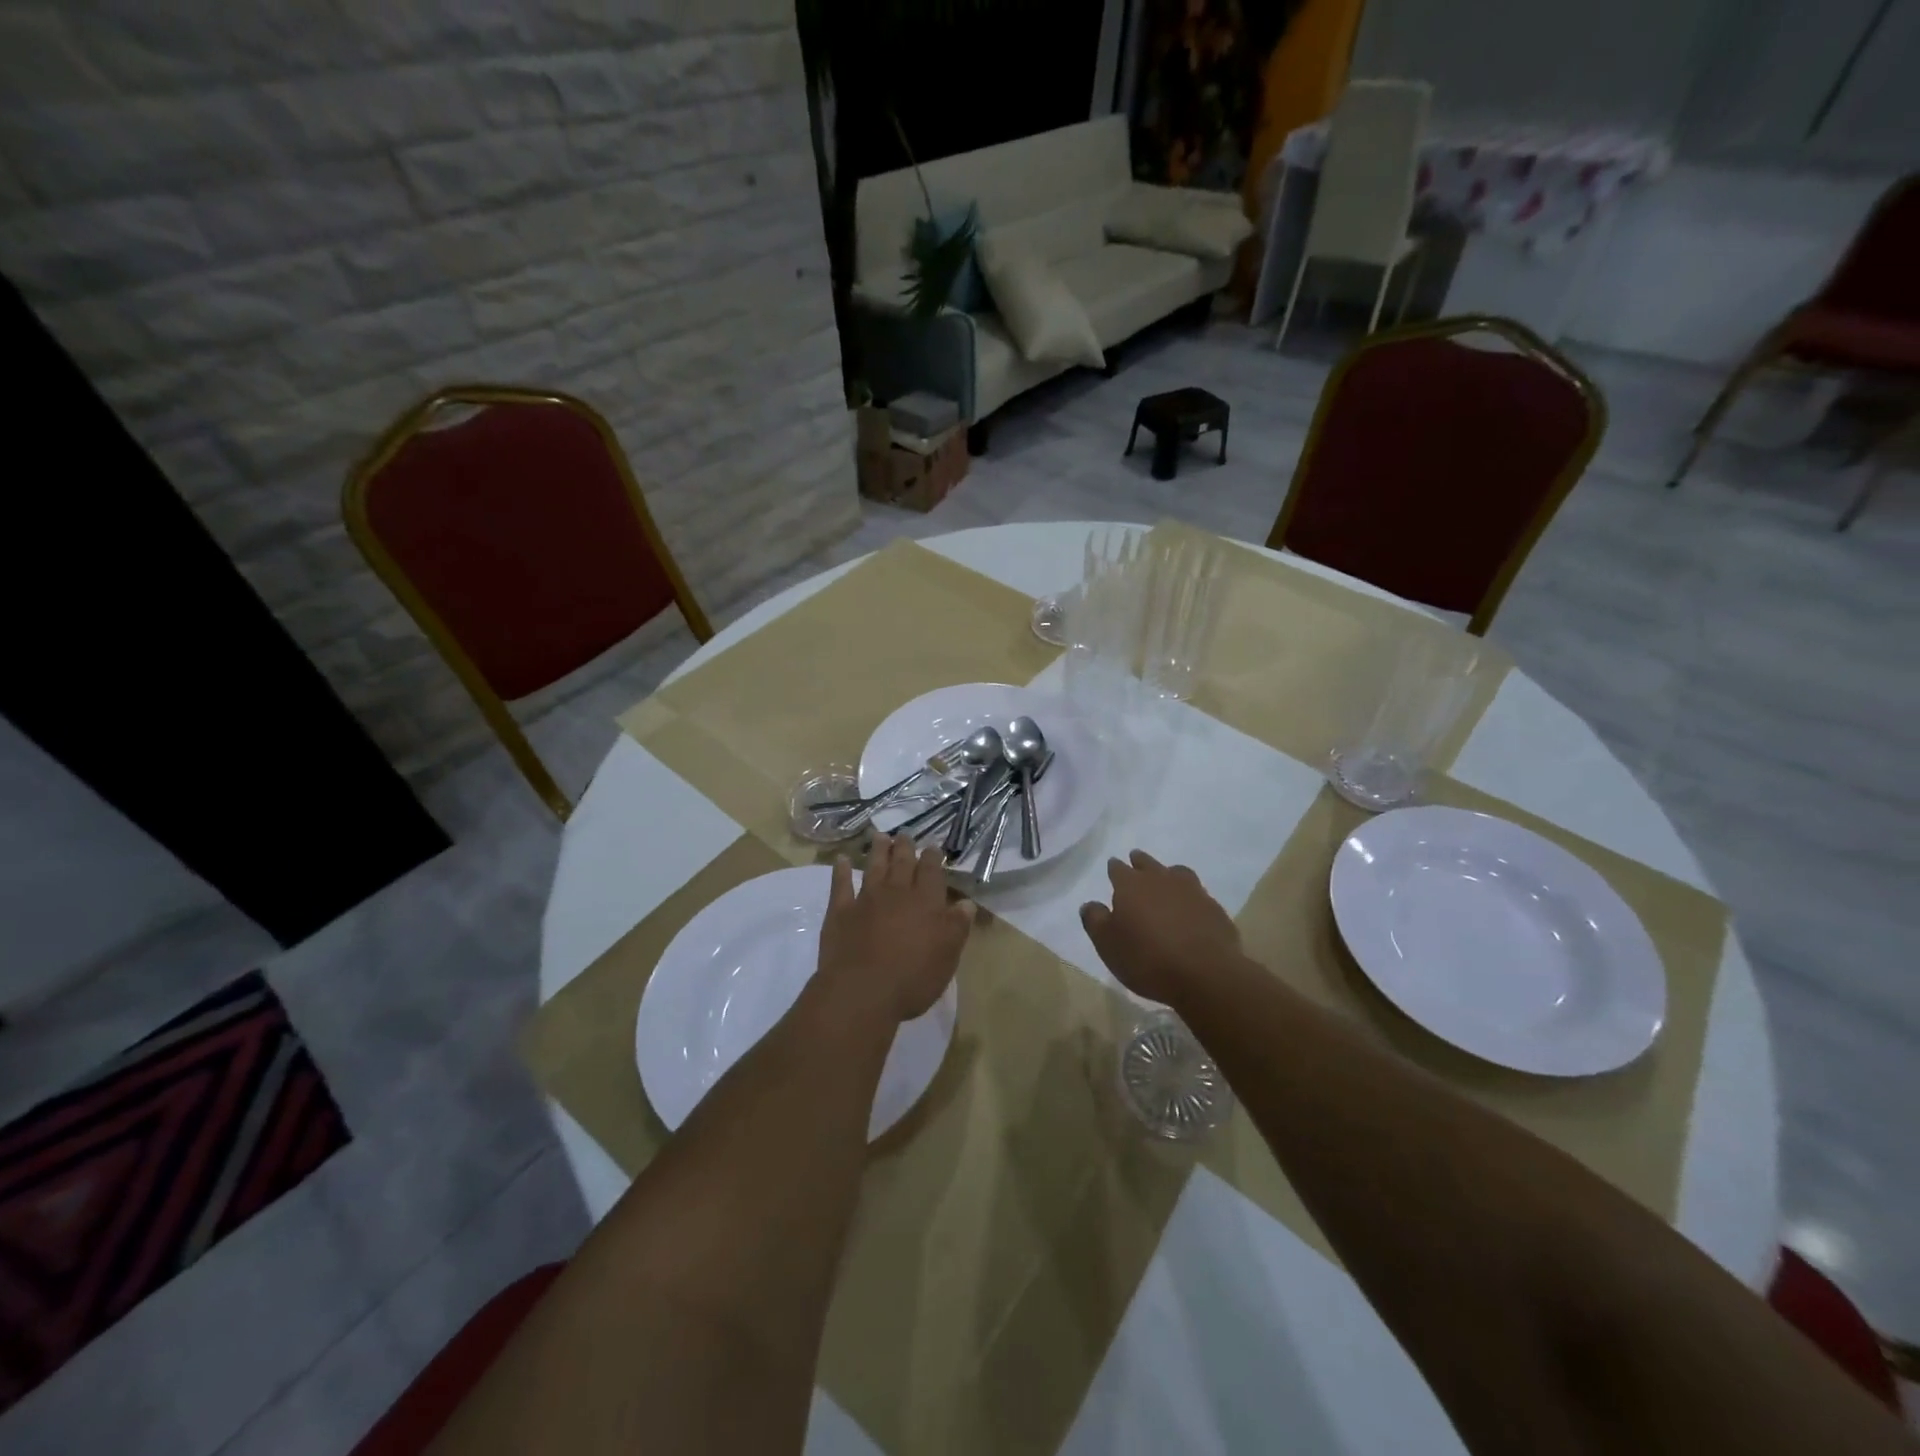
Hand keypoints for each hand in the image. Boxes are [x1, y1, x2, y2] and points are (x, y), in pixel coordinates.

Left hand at [817, 833, 975, 1023]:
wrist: (862, 993)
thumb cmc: (913, 977)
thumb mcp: (948, 956)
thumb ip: (957, 926)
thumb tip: (966, 903)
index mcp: (926, 902)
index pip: (931, 872)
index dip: (933, 857)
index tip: (933, 847)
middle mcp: (896, 893)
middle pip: (902, 863)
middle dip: (905, 847)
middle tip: (905, 834)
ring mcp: (866, 900)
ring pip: (874, 867)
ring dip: (878, 851)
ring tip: (880, 836)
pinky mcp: (840, 912)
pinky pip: (840, 885)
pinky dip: (841, 871)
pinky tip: (840, 860)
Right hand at [1080, 850, 1239, 1005]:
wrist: (1205, 974)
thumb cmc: (1147, 958)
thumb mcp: (1108, 944)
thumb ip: (1095, 920)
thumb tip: (1090, 904)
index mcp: (1131, 885)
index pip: (1118, 869)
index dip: (1114, 868)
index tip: (1113, 866)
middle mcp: (1161, 880)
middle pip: (1148, 863)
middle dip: (1140, 861)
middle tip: (1136, 860)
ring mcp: (1192, 892)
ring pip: (1177, 873)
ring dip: (1169, 874)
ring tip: (1166, 879)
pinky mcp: (1214, 909)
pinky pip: (1198, 895)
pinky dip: (1190, 898)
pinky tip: (1190, 909)